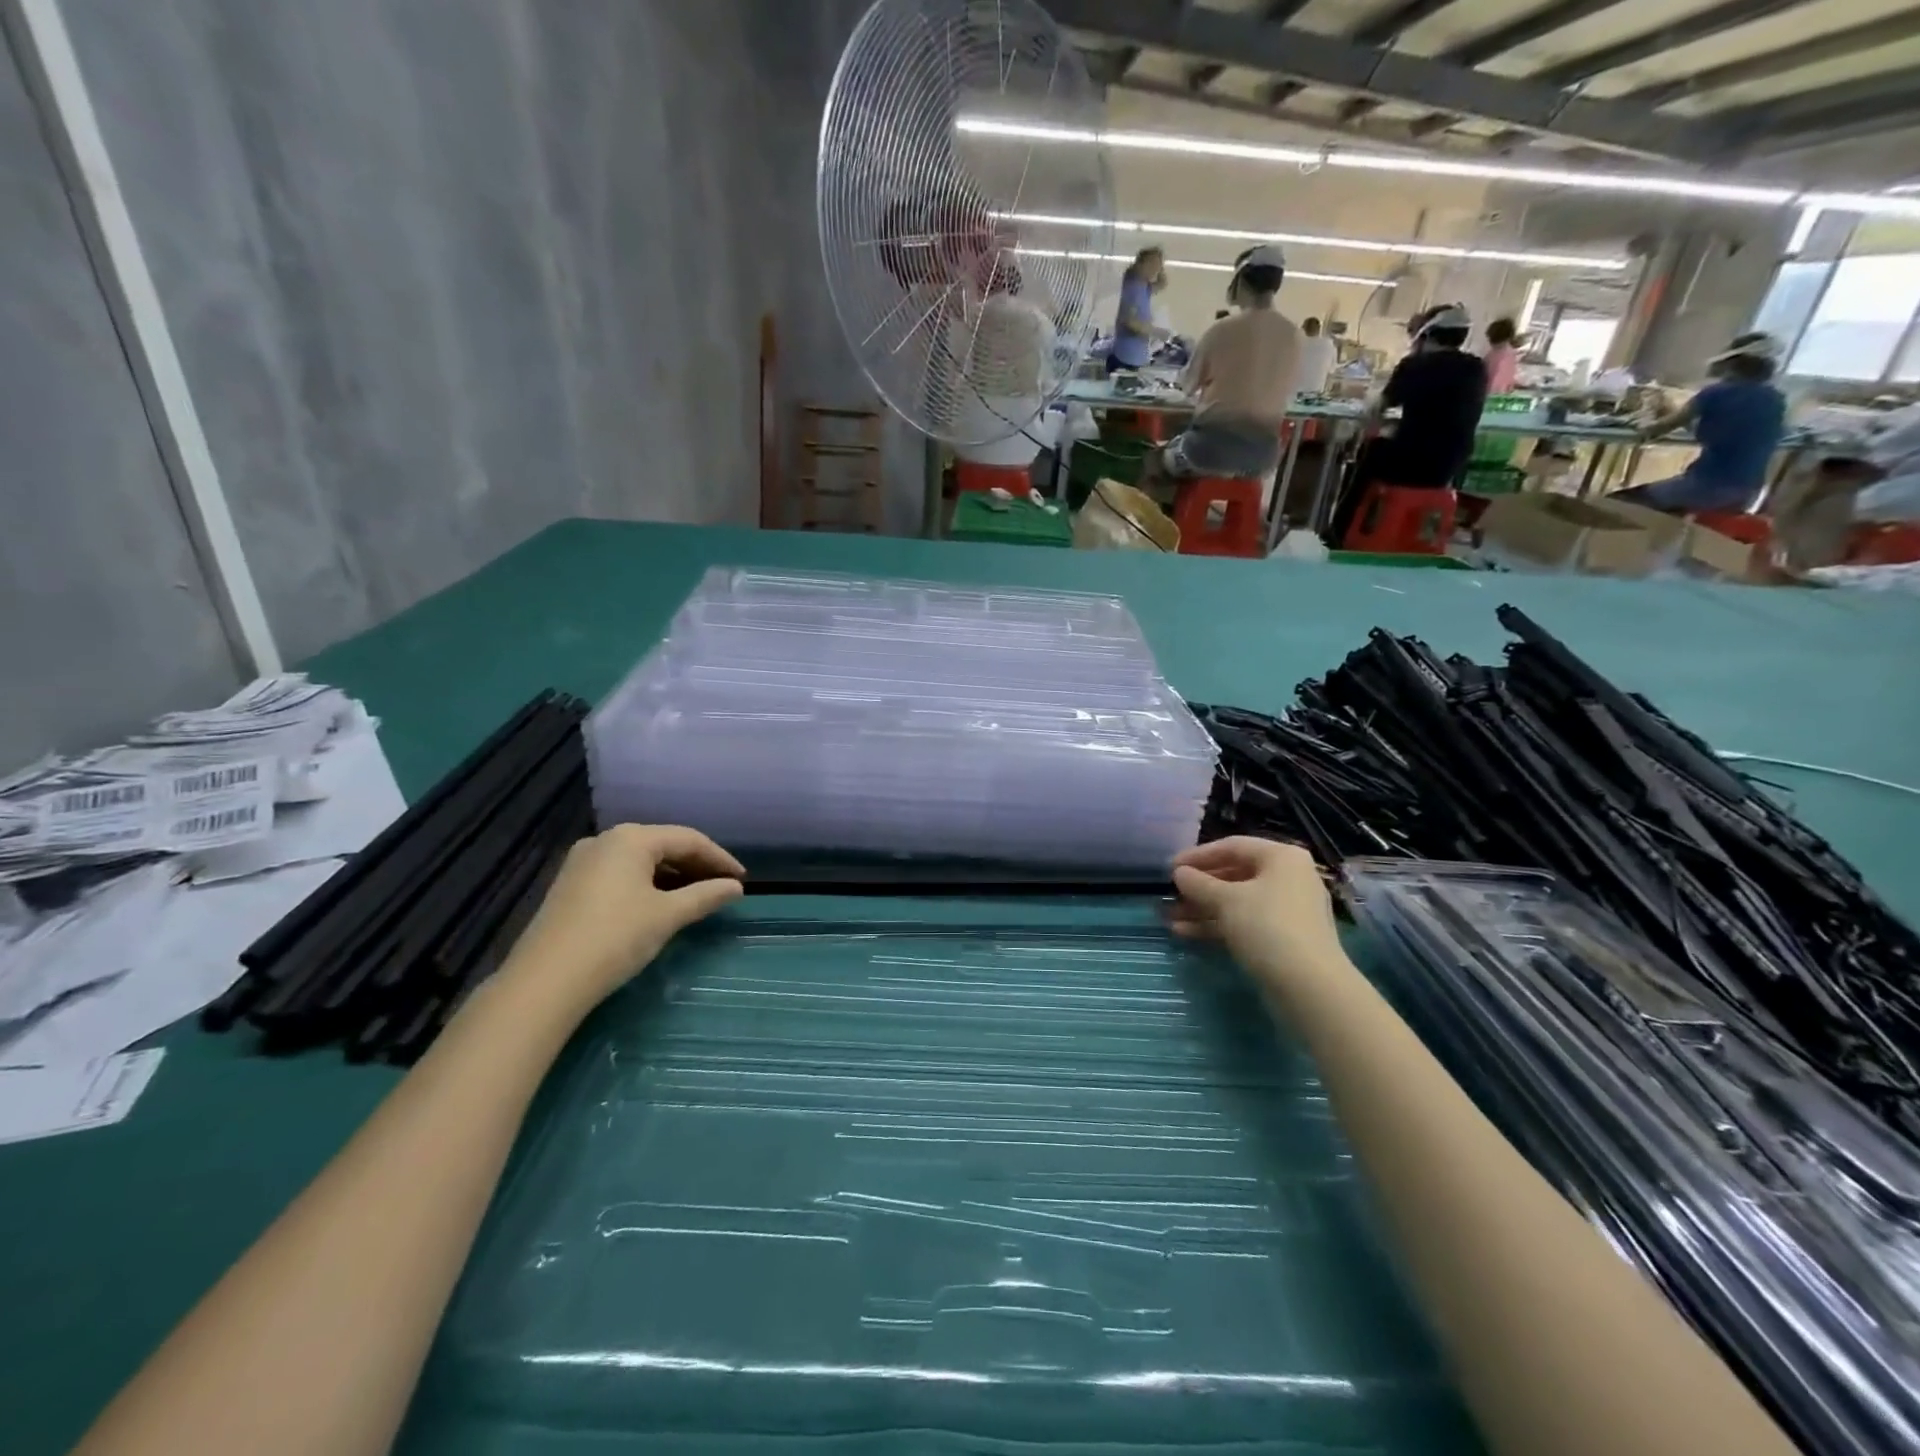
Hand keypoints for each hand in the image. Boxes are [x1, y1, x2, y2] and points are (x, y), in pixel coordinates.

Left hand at [499, 824, 744, 1011]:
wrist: (545, 981)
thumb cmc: (615, 938)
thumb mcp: (667, 916)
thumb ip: (705, 896)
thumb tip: (735, 887)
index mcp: (631, 838)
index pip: (688, 839)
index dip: (720, 858)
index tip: (742, 879)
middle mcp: (606, 840)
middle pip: (663, 845)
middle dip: (696, 865)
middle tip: (723, 887)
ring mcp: (583, 861)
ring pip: (641, 860)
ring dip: (672, 876)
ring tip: (697, 896)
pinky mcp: (571, 885)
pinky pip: (621, 874)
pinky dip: (647, 884)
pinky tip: (660, 904)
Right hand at [1169, 838, 1345, 989]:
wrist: (1309, 987)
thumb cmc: (1267, 927)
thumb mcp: (1226, 900)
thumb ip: (1198, 883)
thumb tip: (1179, 873)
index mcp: (1282, 858)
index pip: (1232, 846)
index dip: (1197, 856)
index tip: (1170, 868)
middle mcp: (1289, 878)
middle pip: (1234, 874)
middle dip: (1199, 887)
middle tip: (1170, 895)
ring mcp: (1288, 910)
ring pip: (1237, 901)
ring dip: (1203, 908)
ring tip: (1170, 918)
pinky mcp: (1284, 938)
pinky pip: (1245, 922)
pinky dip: (1217, 925)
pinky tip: (1186, 933)